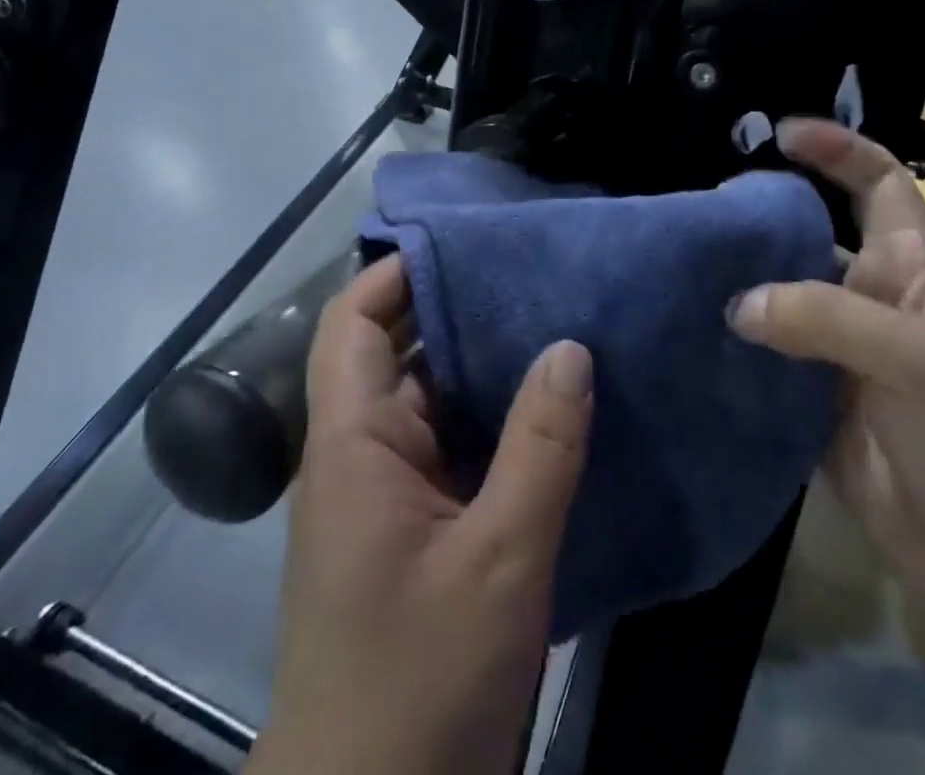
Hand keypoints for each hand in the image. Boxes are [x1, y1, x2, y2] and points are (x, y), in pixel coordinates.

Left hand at [250, 256, 594, 774]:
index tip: (465, 241)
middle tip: (532, 271)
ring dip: (486, 366)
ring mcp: (390, 494)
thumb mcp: (498, 560)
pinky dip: (497, 421)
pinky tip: (553, 407)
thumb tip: (571, 347)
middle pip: (401, 353)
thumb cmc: (419, 683)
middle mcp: (363, 454)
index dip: (396, 273)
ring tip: (555, 319)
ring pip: (435, 402)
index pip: (352, 323)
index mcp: (353, 443)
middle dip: (459, 310)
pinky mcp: (418, 530)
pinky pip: (455, 450)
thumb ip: (539, 449)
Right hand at [726, 118, 924, 636]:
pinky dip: (729, 350)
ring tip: (678, 269)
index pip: (878, 184)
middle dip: (761, 217)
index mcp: (908, 269)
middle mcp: (867, 300)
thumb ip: (829, 319)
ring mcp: (836, 353)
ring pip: (777, 300)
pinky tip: (686, 338)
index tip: (782, 133)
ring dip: (736, 285)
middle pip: (808, 238)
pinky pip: (762, 362)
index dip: (838, 149)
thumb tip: (739, 303)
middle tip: (699, 211)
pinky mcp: (810, 403)